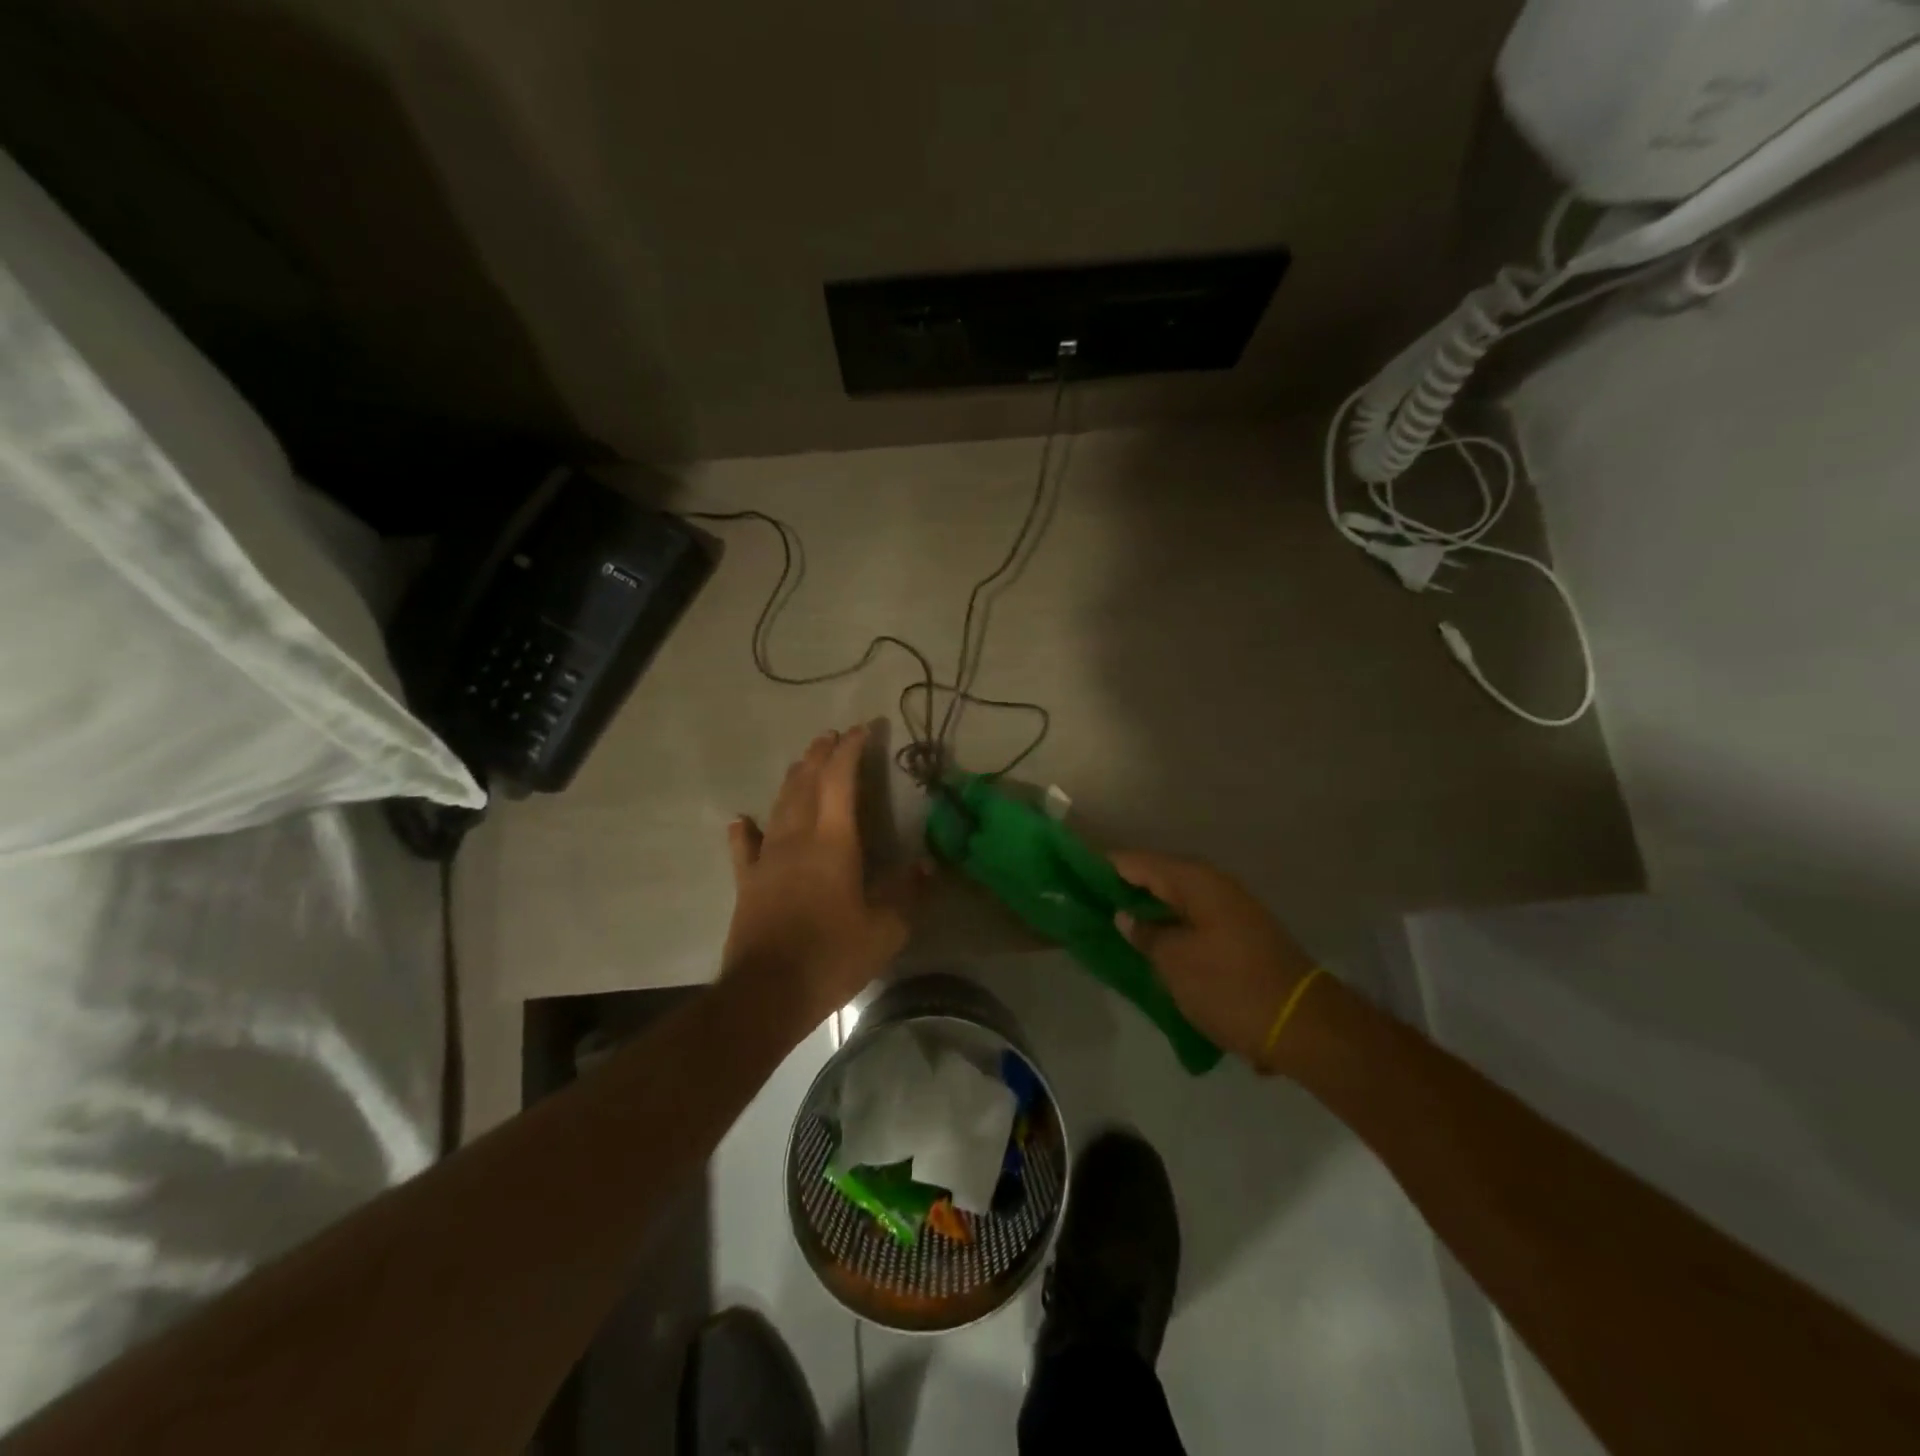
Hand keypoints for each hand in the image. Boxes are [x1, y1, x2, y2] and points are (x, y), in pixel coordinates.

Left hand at [723, 725, 916, 1023]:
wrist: (767, 993)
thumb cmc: (832, 957)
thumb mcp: (886, 930)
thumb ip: (908, 893)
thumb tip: (928, 864)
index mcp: (833, 840)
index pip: (841, 779)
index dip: (851, 749)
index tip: (863, 728)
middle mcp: (797, 837)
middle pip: (807, 783)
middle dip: (821, 755)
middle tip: (832, 736)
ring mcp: (767, 858)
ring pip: (779, 805)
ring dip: (793, 779)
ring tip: (804, 762)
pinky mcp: (747, 882)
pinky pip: (744, 847)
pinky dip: (745, 830)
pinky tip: (742, 820)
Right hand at [1108, 852, 1317, 1070]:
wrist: (1304, 1026)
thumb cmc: (1230, 987)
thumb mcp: (1175, 962)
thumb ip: (1145, 934)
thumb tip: (1127, 916)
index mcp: (1195, 881)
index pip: (1136, 862)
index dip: (1104, 868)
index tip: (1074, 877)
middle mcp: (1214, 885)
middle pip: (1157, 877)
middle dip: (1124, 889)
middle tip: (1087, 904)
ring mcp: (1231, 909)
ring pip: (1176, 900)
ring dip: (1147, 910)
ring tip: (1112, 926)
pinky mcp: (1240, 934)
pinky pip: (1192, 919)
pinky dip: (1169, 927)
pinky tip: (1150, 945)